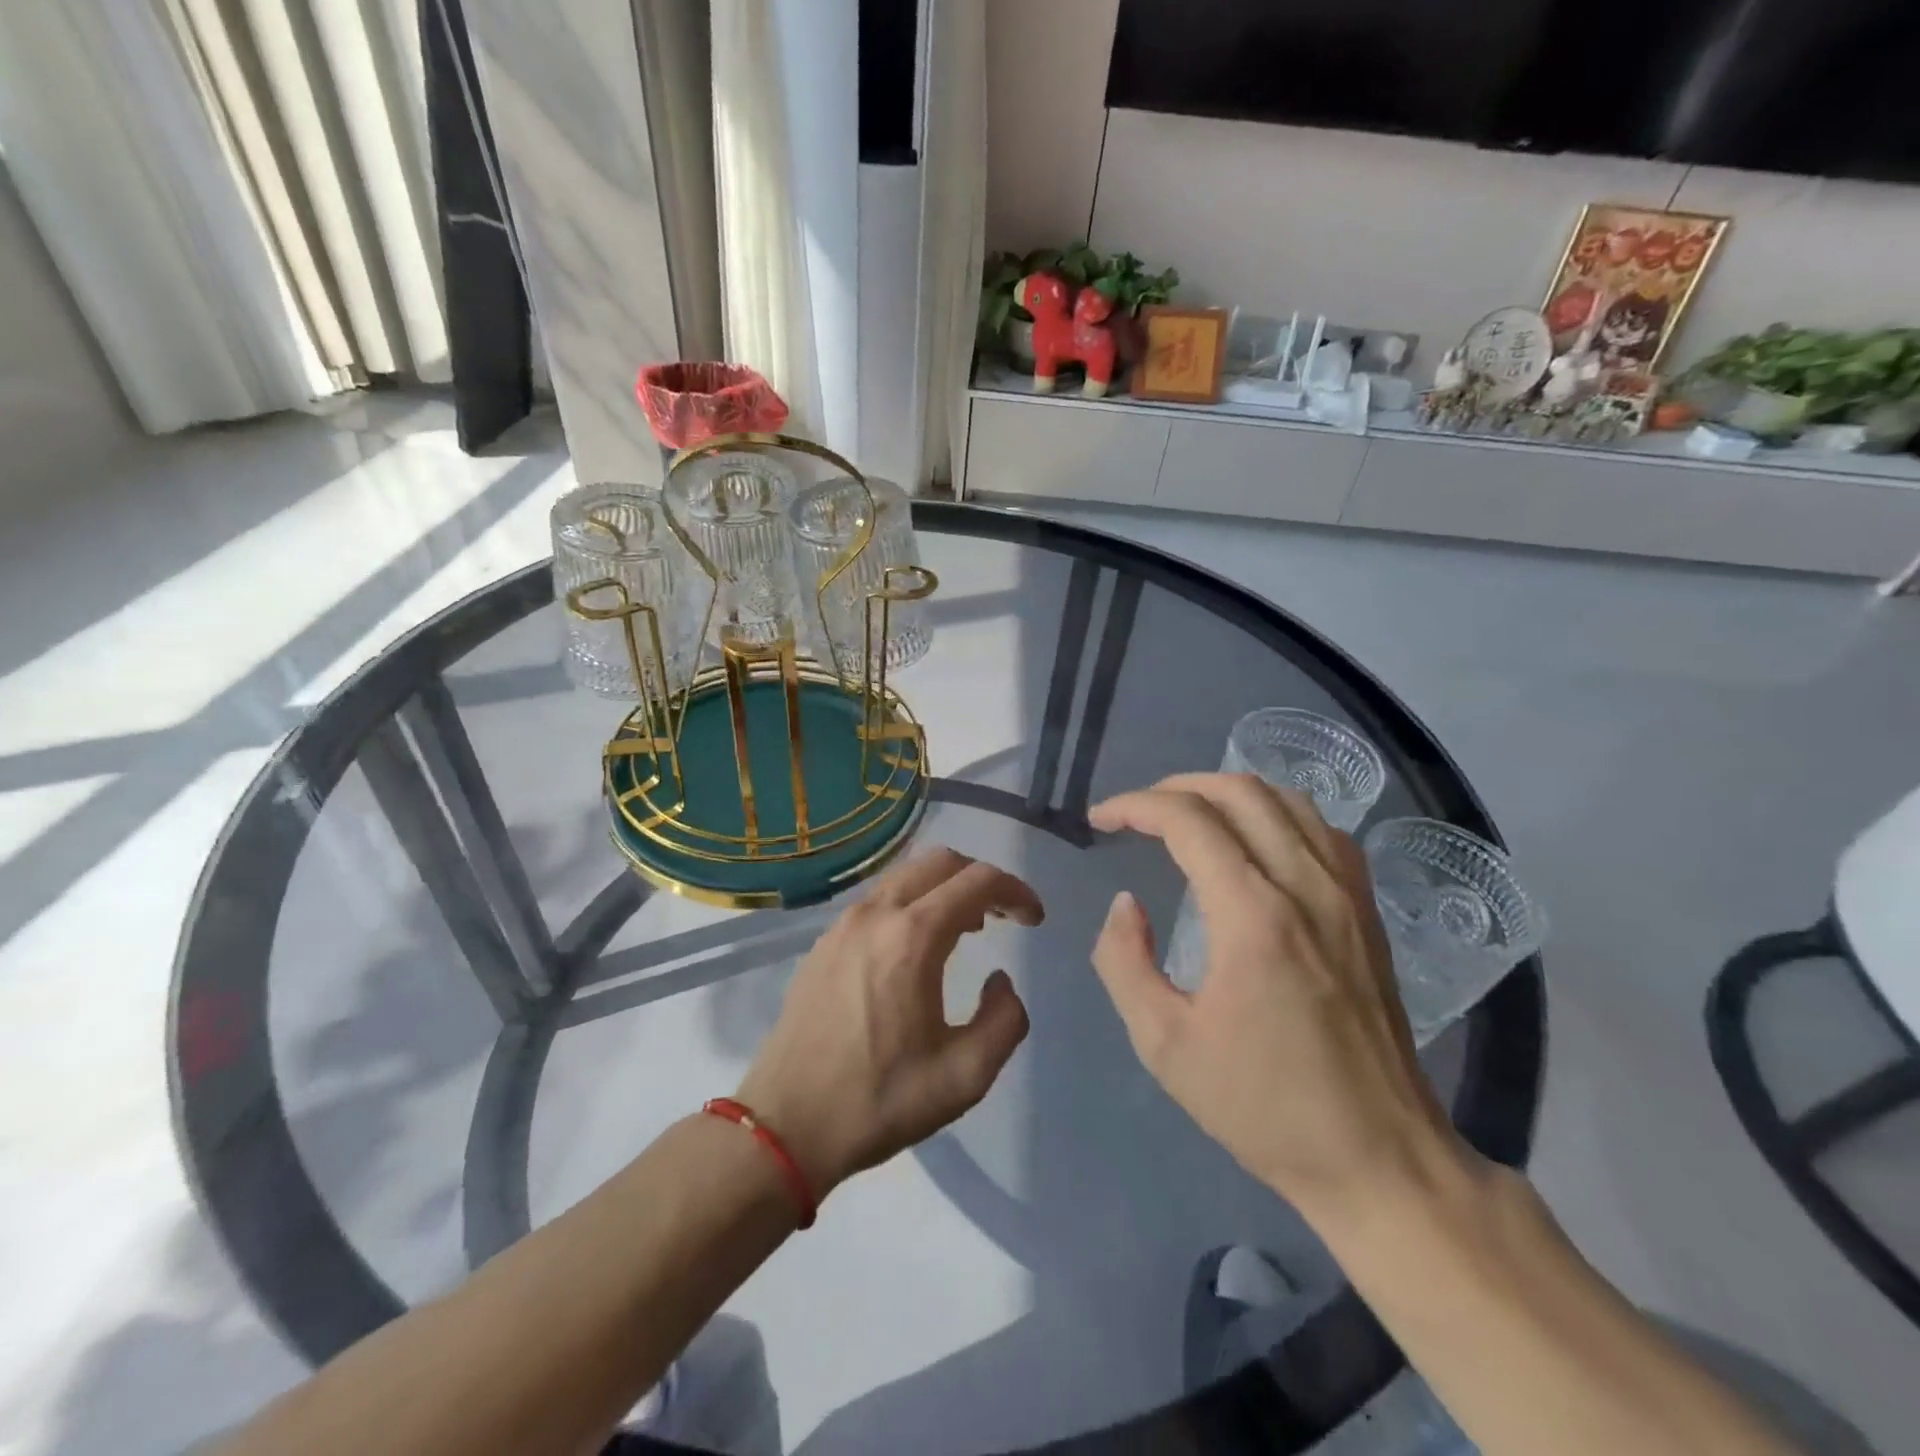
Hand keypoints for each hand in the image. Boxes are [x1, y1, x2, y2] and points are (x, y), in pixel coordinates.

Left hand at [736, 848, 1043, 1198]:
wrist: (786, 1125)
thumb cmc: (879, 1100)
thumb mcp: (965, 1077)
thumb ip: (1004, 1021)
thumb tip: (1001, 982)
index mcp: (913, 937)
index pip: (977, 881)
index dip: (1015, 890)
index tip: (1034, 919)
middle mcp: (876, 914)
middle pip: (940, 862)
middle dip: (980, 879)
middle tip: (1003, 916)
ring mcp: (843, 924)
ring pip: (905, 875)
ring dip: (944, 888)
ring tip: (967, 928)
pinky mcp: (823, 942)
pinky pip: (878, 899)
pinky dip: (911, 902)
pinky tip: (916, 947)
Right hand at [1088, 774, 1470, 1225]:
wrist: (1380, 1158)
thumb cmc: (1264, 1106)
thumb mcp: (1163, 1045)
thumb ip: (1124, 962)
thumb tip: (1126, 903)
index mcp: (1253, 917)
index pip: (1188, 820)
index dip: (1135, 806)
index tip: (1100, 820)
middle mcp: (1306, 886)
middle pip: (1239, 791)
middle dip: (1175, 787)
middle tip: (1137, 812)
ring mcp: (1347, 894)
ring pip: (1286, 798)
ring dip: (1226, 791)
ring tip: (1187, 815)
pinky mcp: (1367, 911)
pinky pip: (1321, 828)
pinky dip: (1275, 813)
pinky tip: (1254, 840)